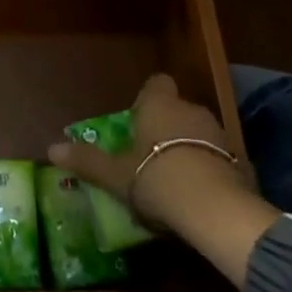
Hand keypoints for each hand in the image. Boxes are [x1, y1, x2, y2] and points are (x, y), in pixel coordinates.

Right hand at [48, 73, 278, 287]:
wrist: (213, 208)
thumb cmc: (155, 178)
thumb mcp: (114, 174)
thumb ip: (87, 161)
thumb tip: (51, 149)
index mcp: (159, 104)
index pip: (157, 83)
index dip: (148, 98)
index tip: (138, 119)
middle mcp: (190, 109)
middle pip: (178, 109)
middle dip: (167, 126)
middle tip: (151, 154)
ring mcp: (219, 134)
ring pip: (199, 132)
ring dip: (190, 147)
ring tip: (175, 177)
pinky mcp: (240, 161)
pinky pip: (219, 157)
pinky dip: (209, 168)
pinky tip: (199, 193)